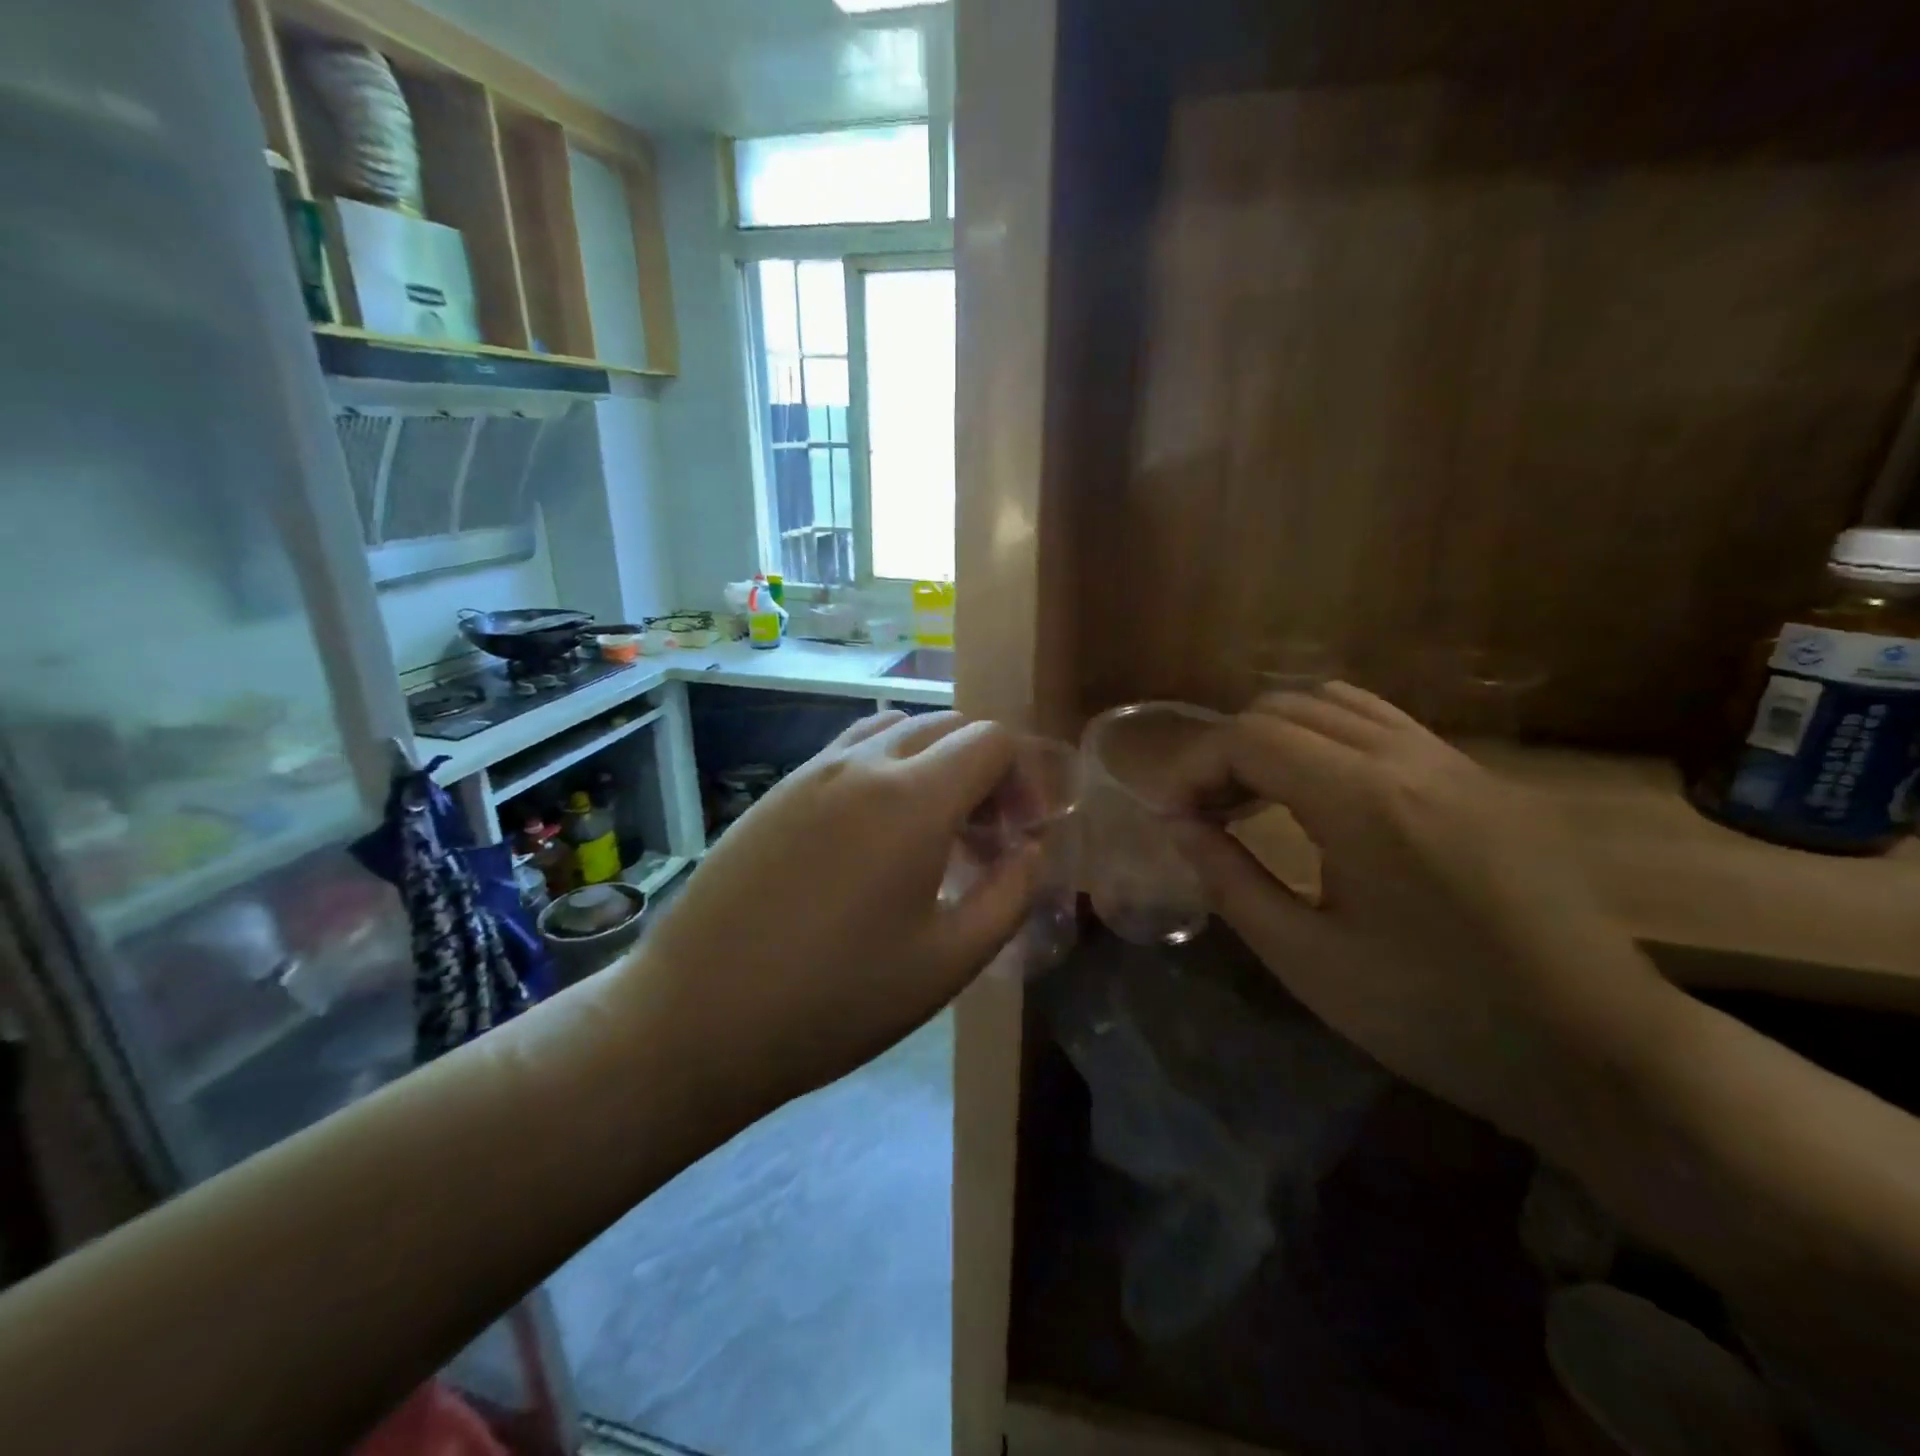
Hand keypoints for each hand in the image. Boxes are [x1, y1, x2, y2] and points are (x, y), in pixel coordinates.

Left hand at [623, 710, 1037, 1107]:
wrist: (695, 1018)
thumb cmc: (836, 1000)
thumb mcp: (948, 962)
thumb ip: (1009, 895)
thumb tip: (1033, 850)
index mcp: (912, 797)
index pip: (991, 740)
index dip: (1023, 777)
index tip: (1022, 833)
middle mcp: (862, 762)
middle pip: (947, 726)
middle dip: (984, 769)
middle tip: (986, 838)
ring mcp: (811, 771)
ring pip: (896, 730)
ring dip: (933, 764)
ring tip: (934, 831)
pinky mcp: (777, 791)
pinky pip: (850, 752)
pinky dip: (886, 770)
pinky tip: (875, 837)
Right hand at [1174, 684, 1673, 1135]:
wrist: (1598, 1052)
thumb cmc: (1435, 1016)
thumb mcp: (1307, 960)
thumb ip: (1230, 880)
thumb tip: (1179, 827)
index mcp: (1363, 800)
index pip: (1248, 738)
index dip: (1193, 768)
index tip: (1174, 818)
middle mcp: (1409, 757)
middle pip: (1286, 707)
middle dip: (1229, 749)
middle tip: (1209, 812)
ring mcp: (1456, 761)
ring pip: (1339, 703)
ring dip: (1280, 736)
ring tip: (1258, 796)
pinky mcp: (1485, 779)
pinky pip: (1387, 726)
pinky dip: (1330, 740)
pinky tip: (1324, 798)